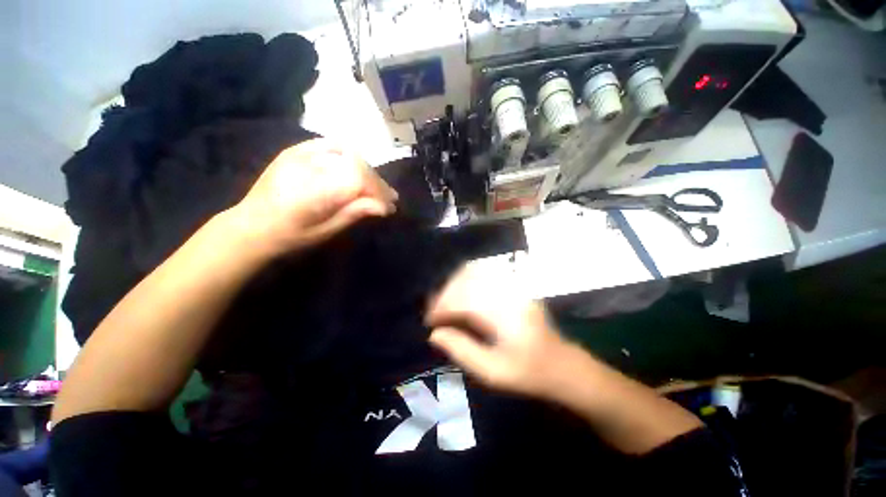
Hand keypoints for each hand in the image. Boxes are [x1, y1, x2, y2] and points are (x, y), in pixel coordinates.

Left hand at [230, 139, 397, 256]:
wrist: (251, 226)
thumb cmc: (290, 237)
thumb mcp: (326, 231)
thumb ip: (355, 213)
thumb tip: (385, 207)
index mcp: (314, 190)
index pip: (359, 179)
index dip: (379, 190)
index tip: (391, 206)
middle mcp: (309, 166)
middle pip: (356, 165)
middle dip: (377, 182)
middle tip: (388, 198)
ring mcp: (300, 154)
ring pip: (348, 154)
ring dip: (366, 171)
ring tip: (374, 187)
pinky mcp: (295, 150)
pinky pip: (330, 145)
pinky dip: (349, 155)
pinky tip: (355, 168)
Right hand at [425, 263, 576, 398]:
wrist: (562, 364)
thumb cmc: (528, 372)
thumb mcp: (492, 372)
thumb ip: (461, 350)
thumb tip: (435, 334)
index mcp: (502, 313)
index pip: (462, 299)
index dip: (441, 308)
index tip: (429, 323)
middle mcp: (506, 292)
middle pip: (465, 279)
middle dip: (444, 295)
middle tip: (434, 313)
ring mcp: (511, 285)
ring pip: (473, 271)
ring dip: (453, 285)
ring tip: (444, 303)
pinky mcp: (513, 285)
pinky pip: (483, 273)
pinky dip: (466, 280)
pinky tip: (460, 294)